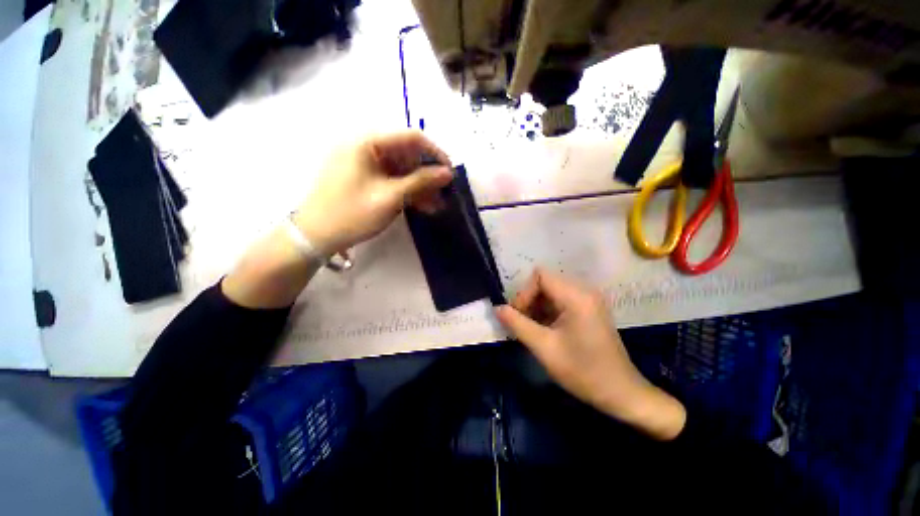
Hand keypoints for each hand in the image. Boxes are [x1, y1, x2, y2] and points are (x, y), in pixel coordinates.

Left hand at [292, 131, 453, 253]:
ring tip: (435, 204)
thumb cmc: (352, 214)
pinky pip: (391, 178)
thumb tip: (447, 173)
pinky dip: (406, 190)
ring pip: (401, 168)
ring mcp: (363, 162)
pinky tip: (420, 205)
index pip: (410, 137)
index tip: (449, 172)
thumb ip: (420, 182)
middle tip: (443, 193)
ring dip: (419, 185)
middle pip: (406, 153)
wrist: (315, 236)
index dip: (434, 153)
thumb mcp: (390, 198)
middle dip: (427, 173)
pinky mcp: (363, 177)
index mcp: (367, 142)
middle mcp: (365, 146)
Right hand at [495, 268, 685, 439]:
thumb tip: (497, 308)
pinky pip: (560, 300)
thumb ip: (517, 324)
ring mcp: (588, 300)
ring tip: (532, 329)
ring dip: (537, 306)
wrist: (620, 393)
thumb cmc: (583, 371)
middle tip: (523, 323)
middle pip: (545, 282)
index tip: (519, 316)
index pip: (540, 276)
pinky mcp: (588, 309)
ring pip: (551, 291)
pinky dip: (548, 311)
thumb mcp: (544, 348)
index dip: (524, 293)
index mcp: (576, 296)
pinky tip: (545, 330)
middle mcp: (584, 291)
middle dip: (529, 300)